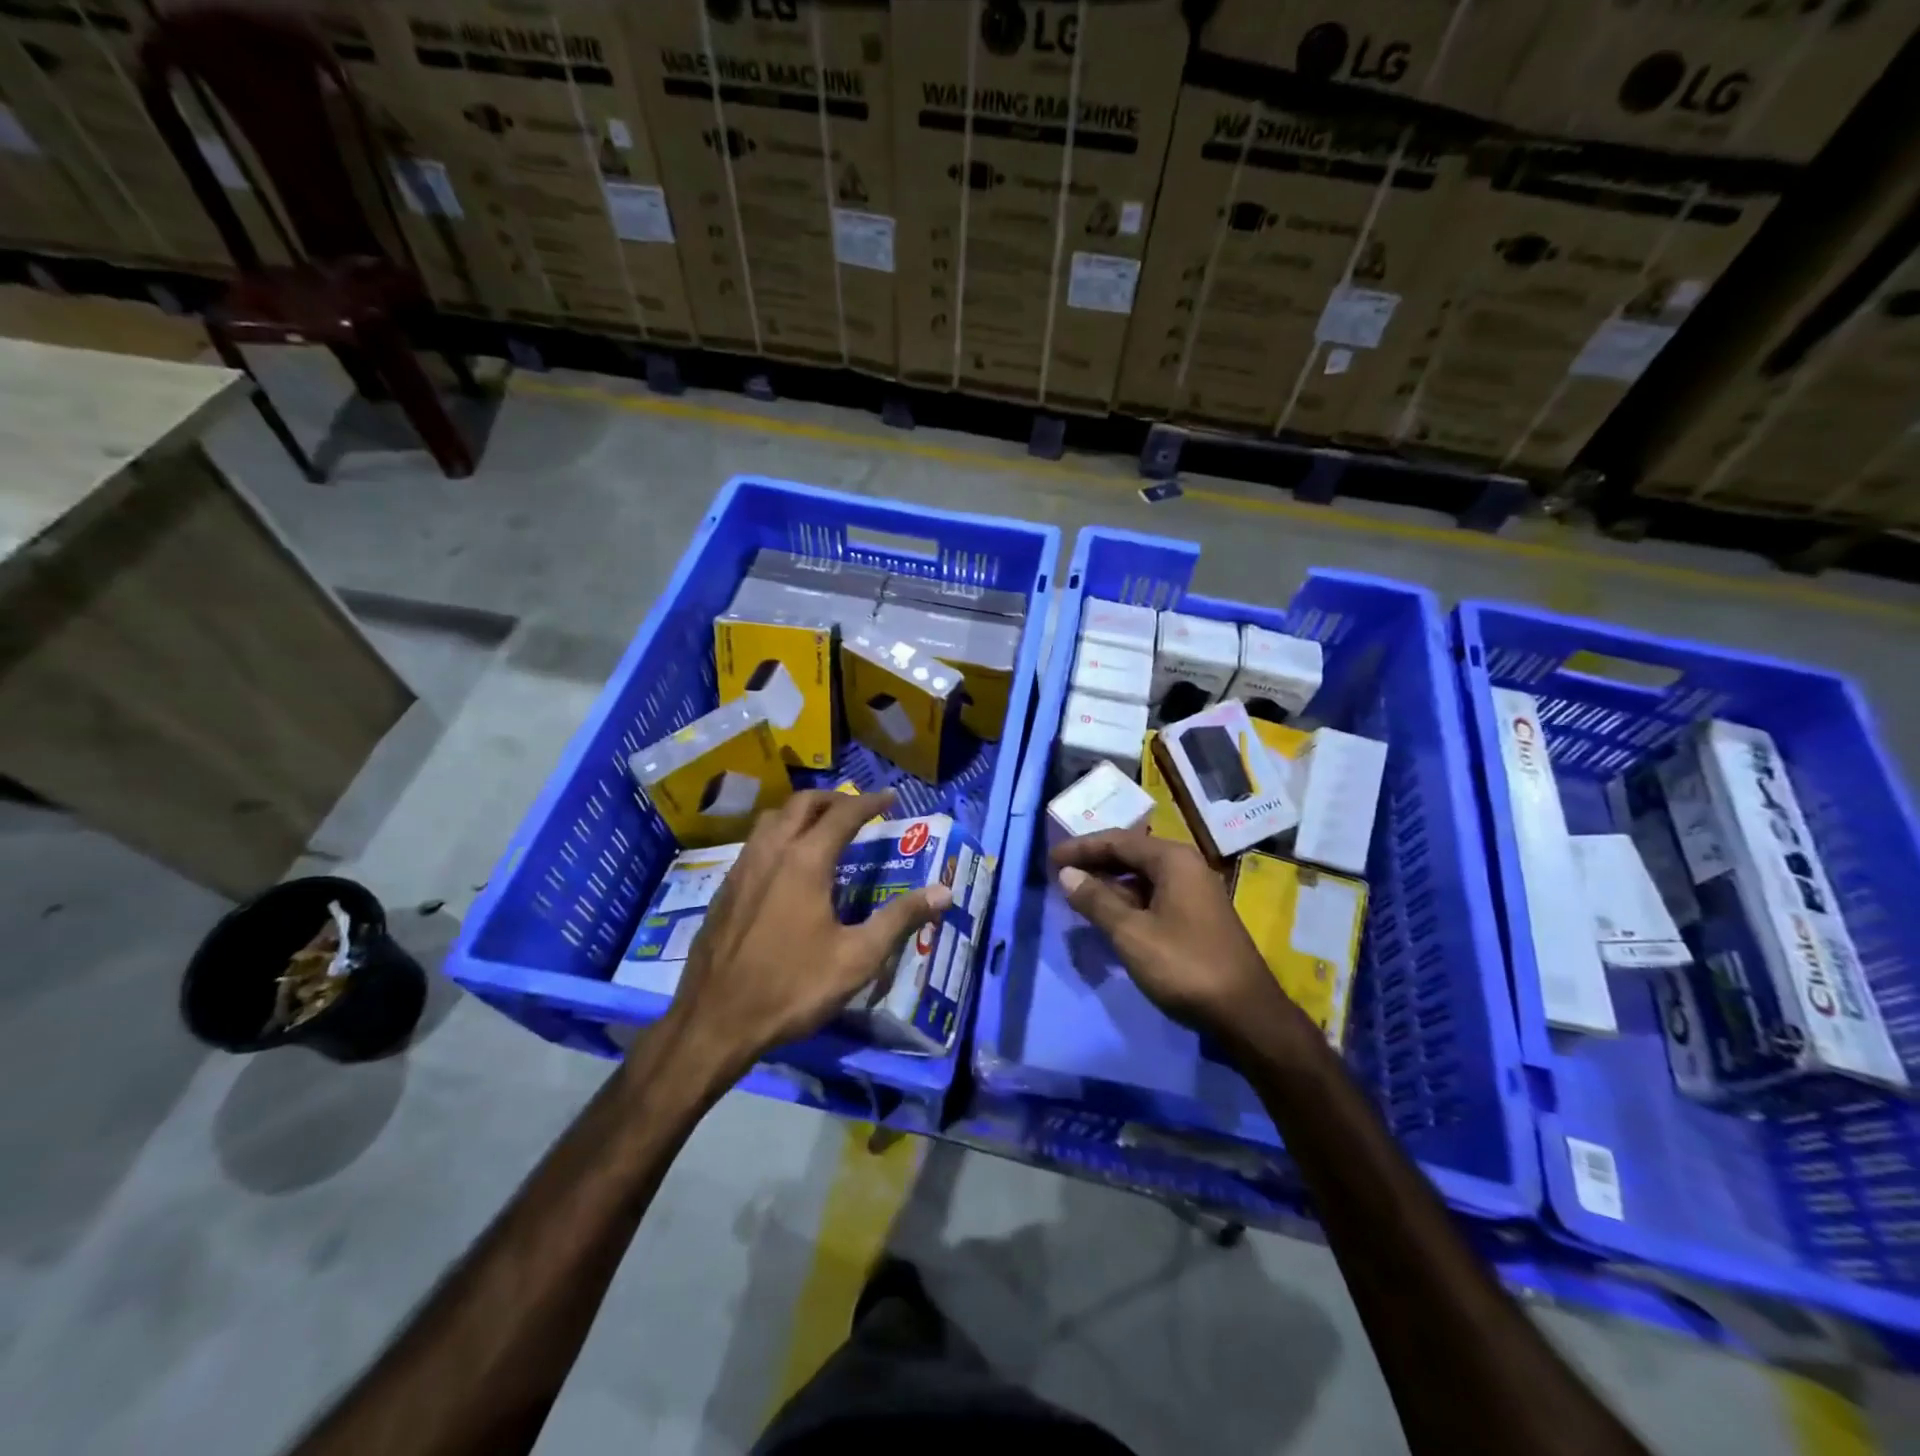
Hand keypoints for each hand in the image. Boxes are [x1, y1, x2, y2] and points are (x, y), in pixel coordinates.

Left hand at [662, 789, 952, 1079]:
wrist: (715, 1021)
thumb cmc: (793, 987)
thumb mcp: (857, 958)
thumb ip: (901, 919)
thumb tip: (945, 892)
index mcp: (806, 861)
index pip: (843, 814)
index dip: (870, 802)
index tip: (891, 798)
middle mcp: (771, 852)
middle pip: (802, 804)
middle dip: (833, 799)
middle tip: (857, 809)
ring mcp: (742, 869)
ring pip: (772, 819)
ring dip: (801, 813)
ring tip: (822, 829)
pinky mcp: (724, 890)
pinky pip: (755, 844)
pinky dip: (779, 836)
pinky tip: (787, 867)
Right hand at [1050, 830, 1309, 1049]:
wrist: (1246, 1014)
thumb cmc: (1185, 966)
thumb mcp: (1132, 934)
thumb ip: (1096, 901)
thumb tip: (1067, 875)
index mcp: (1173, 860)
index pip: (1118, 841)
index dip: (1081, 849)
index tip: (1050, 860)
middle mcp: (1186, 867)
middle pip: (1131, 855)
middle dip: (1094, 864)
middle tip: (1060, 876)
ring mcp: (1194, 892)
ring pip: (1142, 878)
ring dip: (1109, 885)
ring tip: (1077, 897)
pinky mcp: (1196, 917)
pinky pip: (1154, 896)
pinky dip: (1127, 902)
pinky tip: (1109, 917)